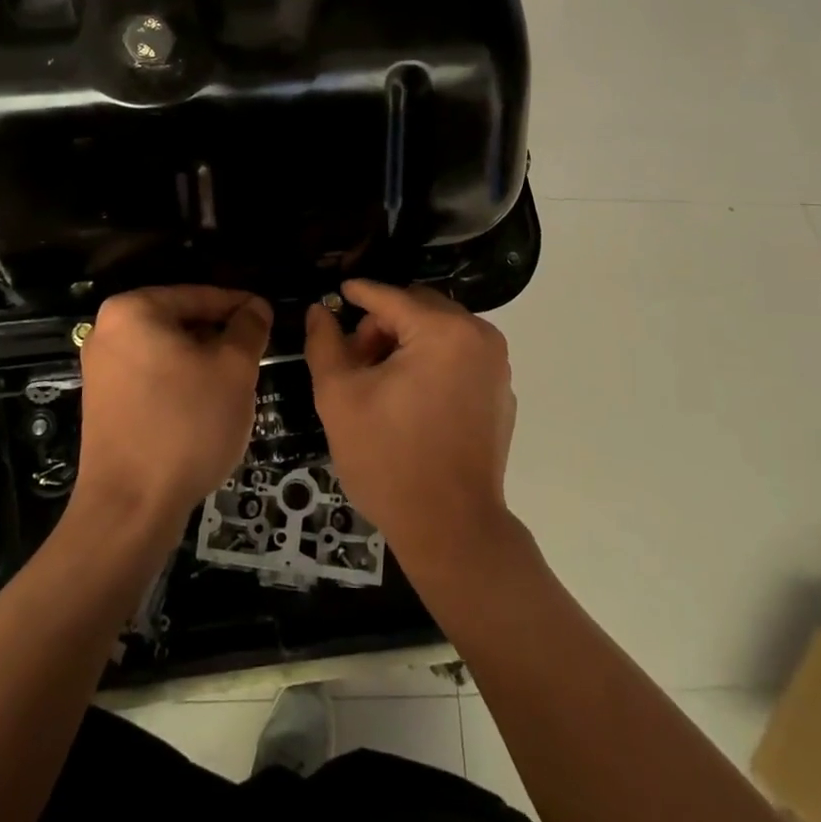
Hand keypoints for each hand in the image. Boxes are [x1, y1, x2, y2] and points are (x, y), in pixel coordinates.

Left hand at [74, 287, 271, 535]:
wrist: (130, 509)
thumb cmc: (185, 425)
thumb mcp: (234, 369)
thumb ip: (249, 329)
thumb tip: (256, 307)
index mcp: (133, 310)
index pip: (200, 295)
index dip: (240, 307)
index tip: (269, 318)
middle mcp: (108, 331)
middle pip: (181, 322)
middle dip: (220, 337)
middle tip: (256, 354)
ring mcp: (101, 369)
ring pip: (168, 351)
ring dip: (204, 362)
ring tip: (237, 383)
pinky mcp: (103, 403)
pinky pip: (152, 377)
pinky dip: (181, 383)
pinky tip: (207, 406)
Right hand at [305, 281, 515, 565]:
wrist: (451, 529)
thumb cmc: (389, 459)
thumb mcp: (340, 397)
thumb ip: (325, 344)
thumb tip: (320, 311)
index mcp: (443, 331)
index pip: (391, 298)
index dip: (359, 293)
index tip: (337, 292)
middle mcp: (479, 336)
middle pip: (419, 308)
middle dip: (383, 325)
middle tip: (355, 360)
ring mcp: (496, 365)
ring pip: (440, 330)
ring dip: (407, 342)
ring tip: (379, 381)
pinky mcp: (501, 391)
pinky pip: (460, 356)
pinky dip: (433, 362)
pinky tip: (411, 399)